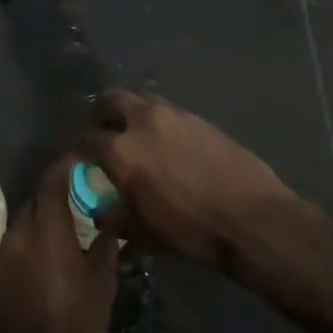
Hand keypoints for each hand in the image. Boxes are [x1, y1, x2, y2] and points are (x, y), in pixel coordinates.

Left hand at [0, 158, 117, 332]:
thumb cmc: (77, 326)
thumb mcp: (102, 280)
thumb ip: (107, 238)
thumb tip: (113, 210)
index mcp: (45, 228)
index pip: (53, 177)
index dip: (70, 163)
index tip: (90, 157)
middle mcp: (19, 232)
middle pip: (38, 193)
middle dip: (60, 184)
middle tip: (88, 185)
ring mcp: (6, 251)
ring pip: (28, 214)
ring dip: (49, 207)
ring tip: (77, 210)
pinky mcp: (1, 270)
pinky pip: (21, 235)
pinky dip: (39, 228)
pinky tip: (60, 239)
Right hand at [87, 89, 302, 271]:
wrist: (251, 217)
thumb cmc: (191, 230)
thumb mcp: (143, 233)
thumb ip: (113, 216)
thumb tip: (99, 208)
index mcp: (122, 151)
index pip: (88, 140)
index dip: (82, 151)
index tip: (84, 161)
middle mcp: (143, 121)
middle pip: (110, 99)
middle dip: (102, 113)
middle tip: (105, 132)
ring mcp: (174, 114)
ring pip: (141, 99)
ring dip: (132, 112)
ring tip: (137, 136)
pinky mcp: (198, 117)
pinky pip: (168, 111)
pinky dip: (159, 121)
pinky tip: (168, 144)